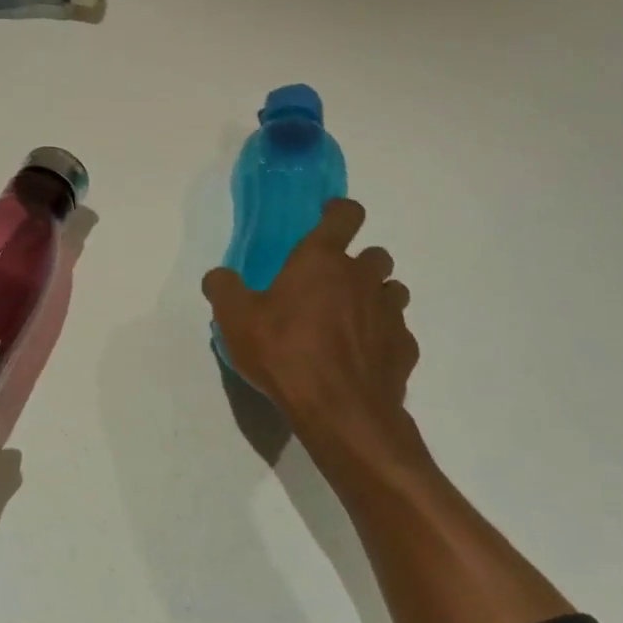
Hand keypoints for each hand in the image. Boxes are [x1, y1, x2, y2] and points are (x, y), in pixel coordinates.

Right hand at [203, 198, 428, 490]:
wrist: (340, 411)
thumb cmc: (284, 353)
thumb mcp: (235, 320)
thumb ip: (224, 289)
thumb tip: (218, 276)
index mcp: (321, 260)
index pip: (345, 215)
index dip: (339, 211)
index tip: (330, 216)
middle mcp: (361, 277)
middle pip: (375, 254)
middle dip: (358, 262)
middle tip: (332, 284)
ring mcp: (389, 312)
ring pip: (392, 290)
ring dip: (375, 296)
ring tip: (351, 318)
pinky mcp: (404, 347)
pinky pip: (397, 331)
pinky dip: (383, 336)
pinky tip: (362, 356)